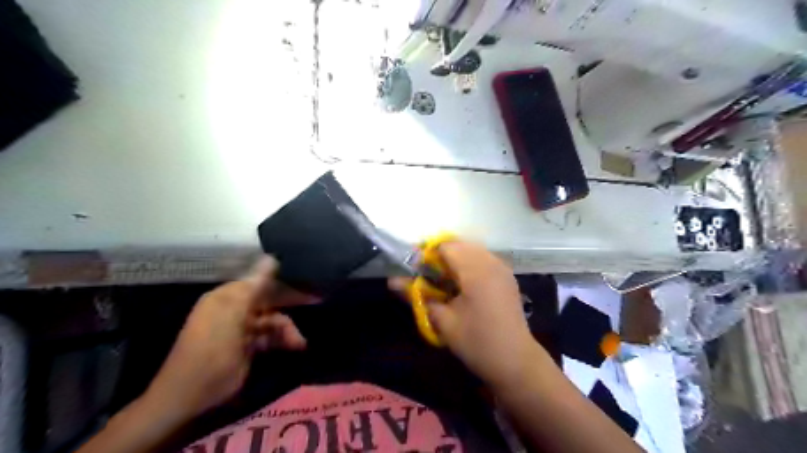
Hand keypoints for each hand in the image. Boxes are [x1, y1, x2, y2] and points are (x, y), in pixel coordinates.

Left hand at [144, 256, 309, 419]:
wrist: (190, 399)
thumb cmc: (211, 353)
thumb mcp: (233, 316)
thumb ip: (254, 287)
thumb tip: (271, 256)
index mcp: (227, 297)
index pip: (261, 281)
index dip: (284, 281)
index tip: (308, 282)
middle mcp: (234, 309)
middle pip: (269, 299)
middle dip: (291, 303)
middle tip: (316, 301)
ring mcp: (241, 329)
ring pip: (272, 320)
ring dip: (287, 329)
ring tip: (299, 343)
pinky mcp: (247, 347)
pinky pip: (270, 336)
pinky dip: (282, 340)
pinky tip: (294, 347)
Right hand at [393, 242, 537, 387]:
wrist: (516, 362)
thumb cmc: (477, 343)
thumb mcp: (443, 321)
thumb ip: (417, 296)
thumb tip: (392, 281)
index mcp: (476, 271)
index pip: (445, 247)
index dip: (427, 255)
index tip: (415, 271)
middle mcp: (491, 262)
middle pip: (459, 245)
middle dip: (440, 256)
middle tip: (428, 277)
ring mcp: (502, 268)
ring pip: (472, 250)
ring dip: (455, 259)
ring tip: (444, 281)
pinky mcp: (507, 276)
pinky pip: (483, 259)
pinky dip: (469, 264)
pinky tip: (462, 285)